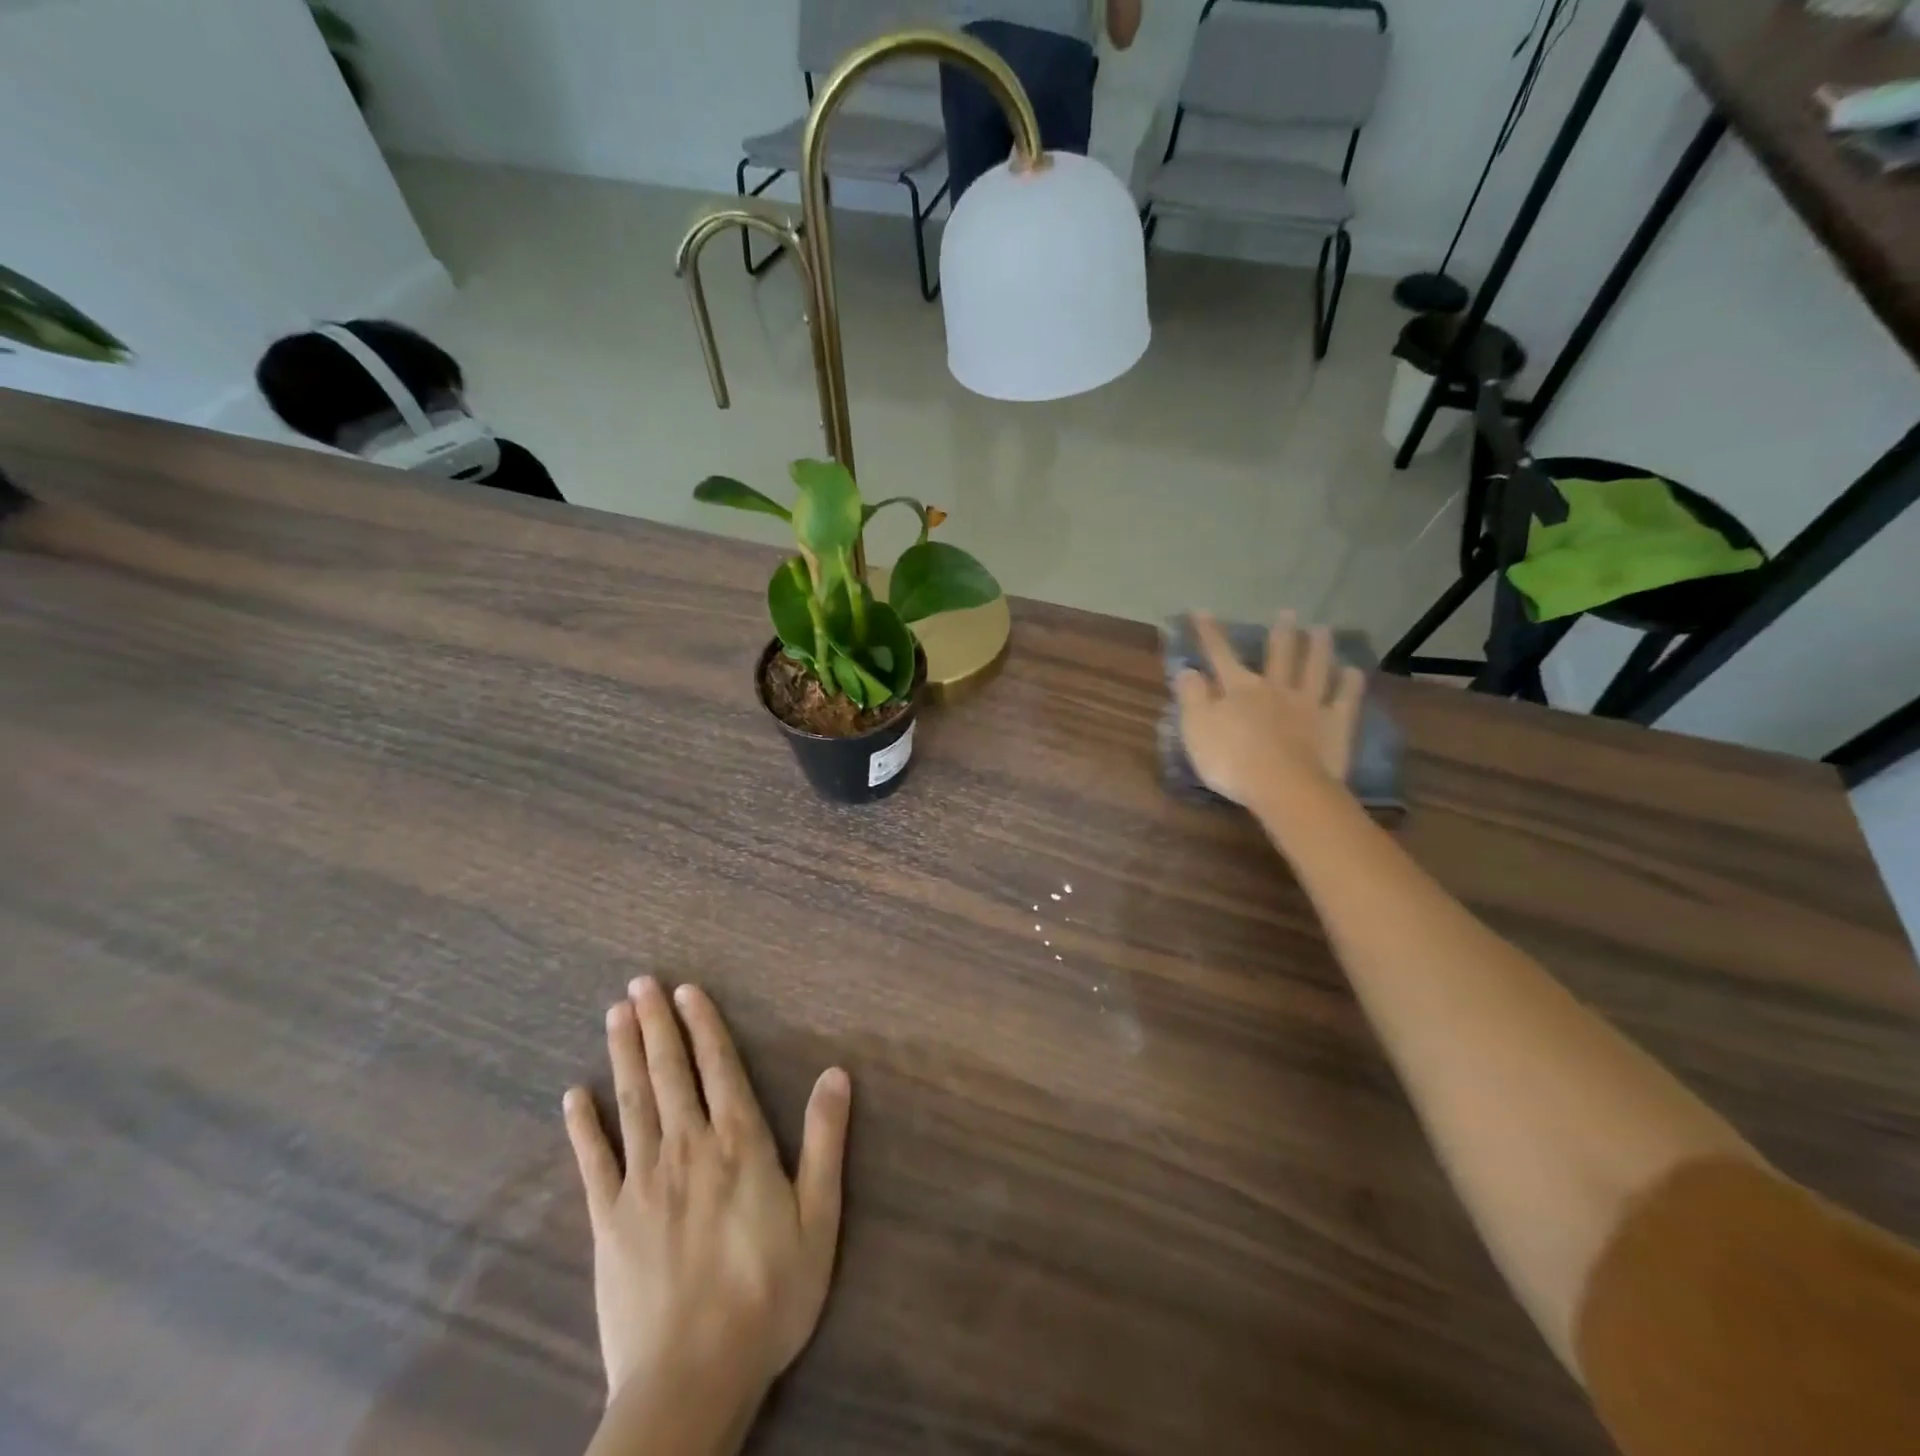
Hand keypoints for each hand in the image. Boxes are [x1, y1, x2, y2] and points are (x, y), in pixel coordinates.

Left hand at [563, 977, 850, 1419]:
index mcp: (738, 1142)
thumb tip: (835, 1072)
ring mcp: (642, 1181)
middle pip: (670, 1072)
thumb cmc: (768, 1294)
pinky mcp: (608, 1220)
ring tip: (615, 1014)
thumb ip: (825, 1141)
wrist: (692, 1379)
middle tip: (640, 983)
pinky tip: (574, 1095)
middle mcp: (688, 1146)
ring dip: (623, 1053)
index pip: (719, 1067)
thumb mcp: (818, 1217)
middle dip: (656, 1024)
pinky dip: (583, 1125)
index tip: (686, 990)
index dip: (703, 1025)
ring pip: (631, 1101)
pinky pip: (593, 1161)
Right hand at [1175, 611, 1365, 810]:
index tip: (1201, 611)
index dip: (1209, 633)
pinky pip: (1345, 698)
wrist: (1284, 787)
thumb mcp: (1196, 729)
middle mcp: (1275, 688)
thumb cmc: (1231, 760)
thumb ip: (1191, 697)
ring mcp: (1309, 704)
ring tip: (1322, 630)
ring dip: (1318, 648)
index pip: (1220, 654)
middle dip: (1281, 633)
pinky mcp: (1335, 724)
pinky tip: (1353, 671)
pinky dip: (1349, 683)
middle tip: (1288, 612)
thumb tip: (1187, 669)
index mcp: (1239, 689)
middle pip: (1279, 655)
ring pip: (1314, 668)